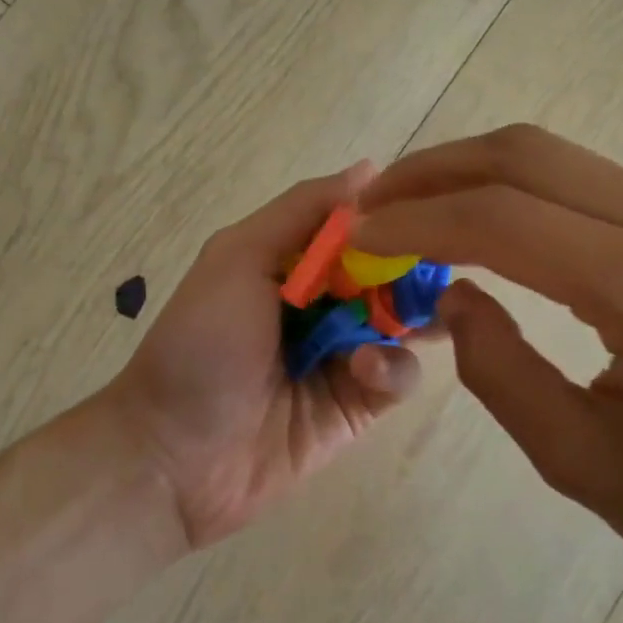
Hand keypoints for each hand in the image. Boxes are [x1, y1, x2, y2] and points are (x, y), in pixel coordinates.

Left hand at [106, 163, 424, 549]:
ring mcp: (344, 355)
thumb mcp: (238, 258)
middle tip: (447, 264)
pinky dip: (390, 366)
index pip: (359, 228)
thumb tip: (370, 168)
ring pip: (404, 323)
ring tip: (418, 316)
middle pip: (389, 273)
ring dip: (410, 316)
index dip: (394, 219)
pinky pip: (398, 376)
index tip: (430, 210)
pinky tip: (363, 368)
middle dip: (416, 267)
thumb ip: (301, 211)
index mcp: (292, 262)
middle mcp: (323, 303)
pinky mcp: (359, 405)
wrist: (175, 454)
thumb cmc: (201, 343)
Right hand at [354, 125, 622, 613]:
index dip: (418, 220)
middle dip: (435, 171)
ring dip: (472, 173)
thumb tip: (451, 292)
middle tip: (373, 203)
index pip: (506, 221)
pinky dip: (518, 192)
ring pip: (557, 158)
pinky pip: (589, 185)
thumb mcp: (581, 462)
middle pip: (530, 157)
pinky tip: (481, 222)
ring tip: (410, 208)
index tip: (358, 235)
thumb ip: (497, 368)